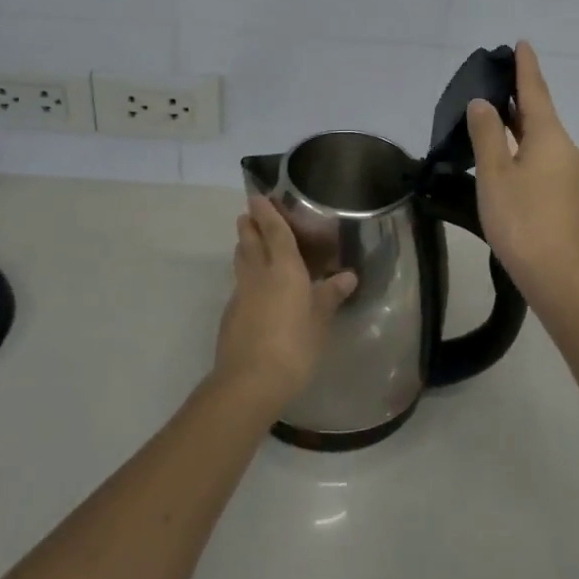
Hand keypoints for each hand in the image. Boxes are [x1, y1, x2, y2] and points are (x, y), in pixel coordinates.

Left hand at [212, 196, 356, 416]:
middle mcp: (258, 275)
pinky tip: (254, 289)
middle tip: (247, 215)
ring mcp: (241, 295)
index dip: (267, 214)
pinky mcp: (231, 316)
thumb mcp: (320, 320)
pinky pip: (240, 286)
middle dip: (249, 226)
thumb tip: (348, 276)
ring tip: (248, 243)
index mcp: (284, 269)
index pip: (275, 232)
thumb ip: (331, 295)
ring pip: (241, 263)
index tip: (256, 197)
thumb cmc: (295, 345)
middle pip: (250, 242)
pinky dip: (246, 277)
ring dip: (243, 249)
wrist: (250, 381)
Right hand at [466, 41, 578, 310]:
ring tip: (495, 117)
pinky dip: (526, 149)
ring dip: (520, 126)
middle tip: (495, 80)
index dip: (526, 68)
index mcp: (551, 137)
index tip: (521, 44)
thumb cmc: (522, 221)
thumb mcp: (495, 175)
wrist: (561, 278)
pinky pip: (545, 160)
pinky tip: (509, 159)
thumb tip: (484, 103)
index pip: (535, 92)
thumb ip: (487, 135)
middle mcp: (568, 149)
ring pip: (542, 139)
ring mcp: (573, 174)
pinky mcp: (570, 196)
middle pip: (540, 114)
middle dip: (520, 97)